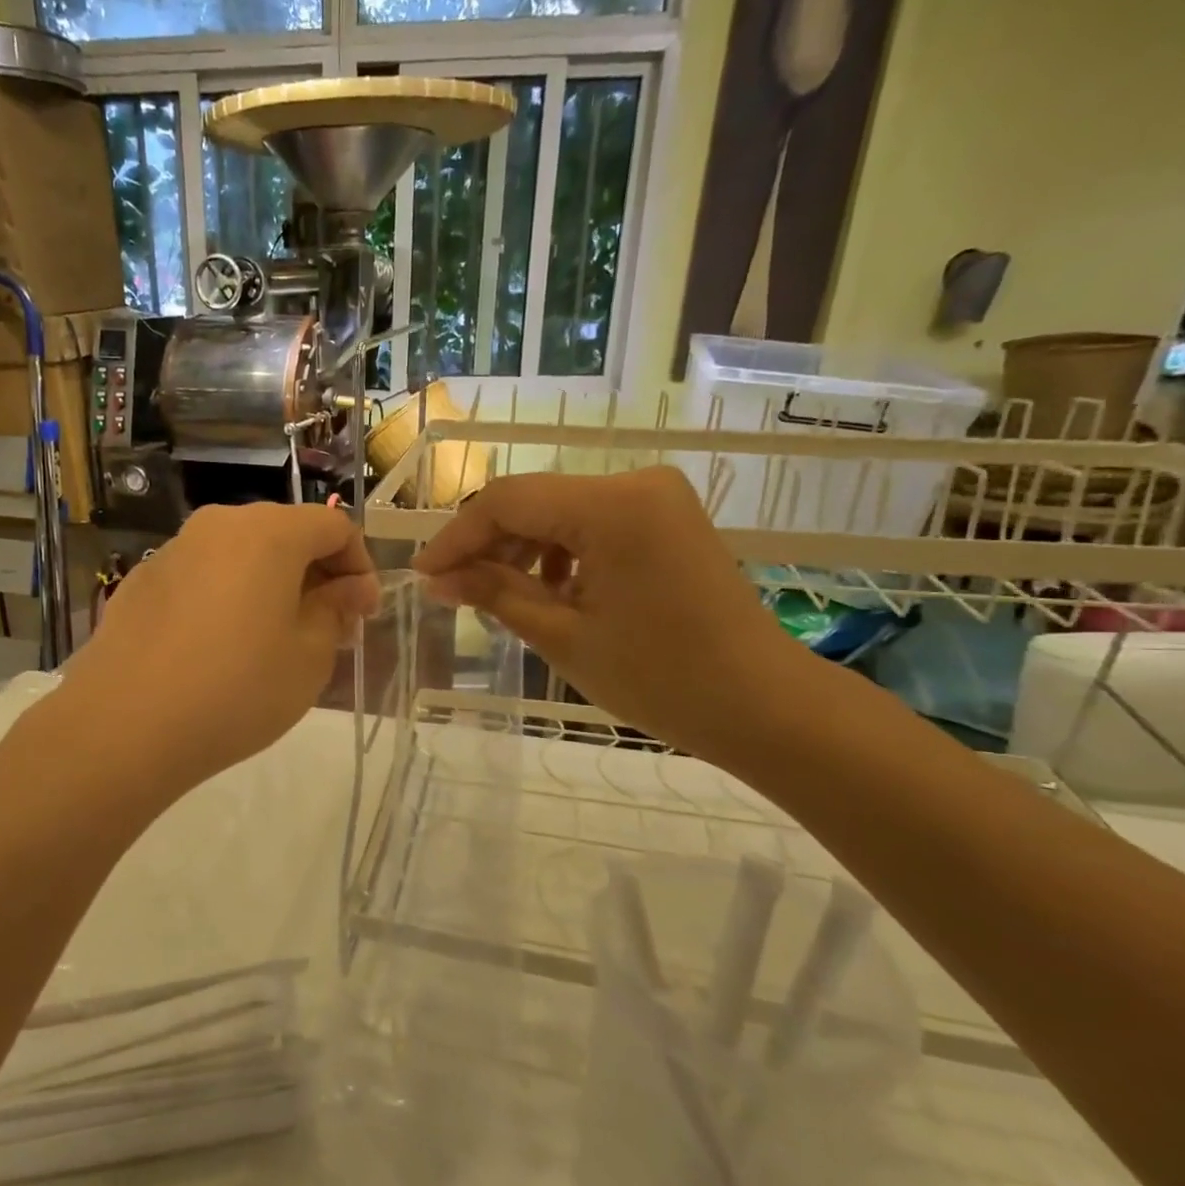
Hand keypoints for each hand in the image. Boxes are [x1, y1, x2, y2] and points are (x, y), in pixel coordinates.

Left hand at [58, 504, 378, 796]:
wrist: (124, 726)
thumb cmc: (236, 689)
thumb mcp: (309, 657)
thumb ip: (335, 610)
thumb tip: (347, 589)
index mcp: (268, 532)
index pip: (334, 526)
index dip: (359, 566)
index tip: (363, 614)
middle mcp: (219, 525)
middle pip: (284, 533)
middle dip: (316, 575)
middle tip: (327, 629)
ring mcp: (174, 550)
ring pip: (241, 554)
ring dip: (270, 585)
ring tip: (274, 639)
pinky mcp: (141, 581)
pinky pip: (203, 576)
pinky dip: (227, 596)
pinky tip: (219, 646)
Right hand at [412, 467, 814, 758]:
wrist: (760, 703)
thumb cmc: (659, 677)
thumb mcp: (562, 635)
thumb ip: (495, 593)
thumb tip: (438, 580)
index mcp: (612, 505)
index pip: (508, 501)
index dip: (457, 537)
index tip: (423, 575)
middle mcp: (636, 482)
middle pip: (534, 500)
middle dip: (487, 543)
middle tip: (452, 589)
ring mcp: (657, 498)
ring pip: (560, 510)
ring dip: (521, 548)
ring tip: (497, 595)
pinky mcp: (667, 518)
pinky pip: (592, 522)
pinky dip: (560, 551)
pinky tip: (549, 591)